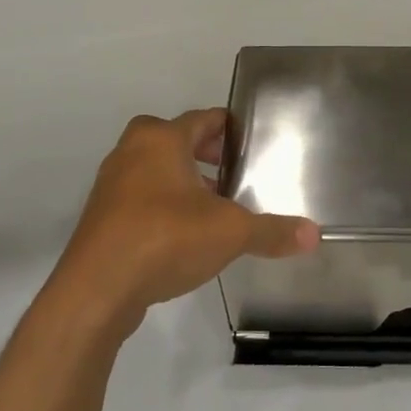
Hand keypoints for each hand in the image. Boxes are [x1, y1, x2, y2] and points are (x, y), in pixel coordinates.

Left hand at [49, 108, 318, 335]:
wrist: (96, 291)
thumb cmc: (165, 239)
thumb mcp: (230, 233)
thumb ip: (272, 231)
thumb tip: (314, 235)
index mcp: (161, 139)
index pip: (203, 119)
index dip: (230, 127)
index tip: (252, 140)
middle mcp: (131, 153)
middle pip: (175, 140)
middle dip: (205, 153)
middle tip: (235, 171)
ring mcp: (111, 186)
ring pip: (155, 170)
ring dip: (183, 181)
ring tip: (215, 205)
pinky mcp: (101, 219)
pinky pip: (140, 199)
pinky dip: (163, 206)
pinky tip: (185, 234)